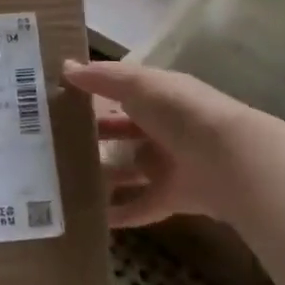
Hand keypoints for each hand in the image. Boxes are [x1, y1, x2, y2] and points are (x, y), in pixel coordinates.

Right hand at [66, 60, 284, 228]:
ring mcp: (171, 164)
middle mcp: (165, 127)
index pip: (122, 91)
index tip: (58, 100)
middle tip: (54, 143)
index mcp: (160, 96)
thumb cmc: (179, 113)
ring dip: (103, 174)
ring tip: (64, 180)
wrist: (229, 162)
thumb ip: (102, 78)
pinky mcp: (174, 198)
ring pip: (130, 169)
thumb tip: (65, 68)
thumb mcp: (137, 85)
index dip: (94, 94)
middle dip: (94, 136)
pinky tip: (91, 217)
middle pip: (124, 131)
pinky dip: (120, 213)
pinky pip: (141, 206)